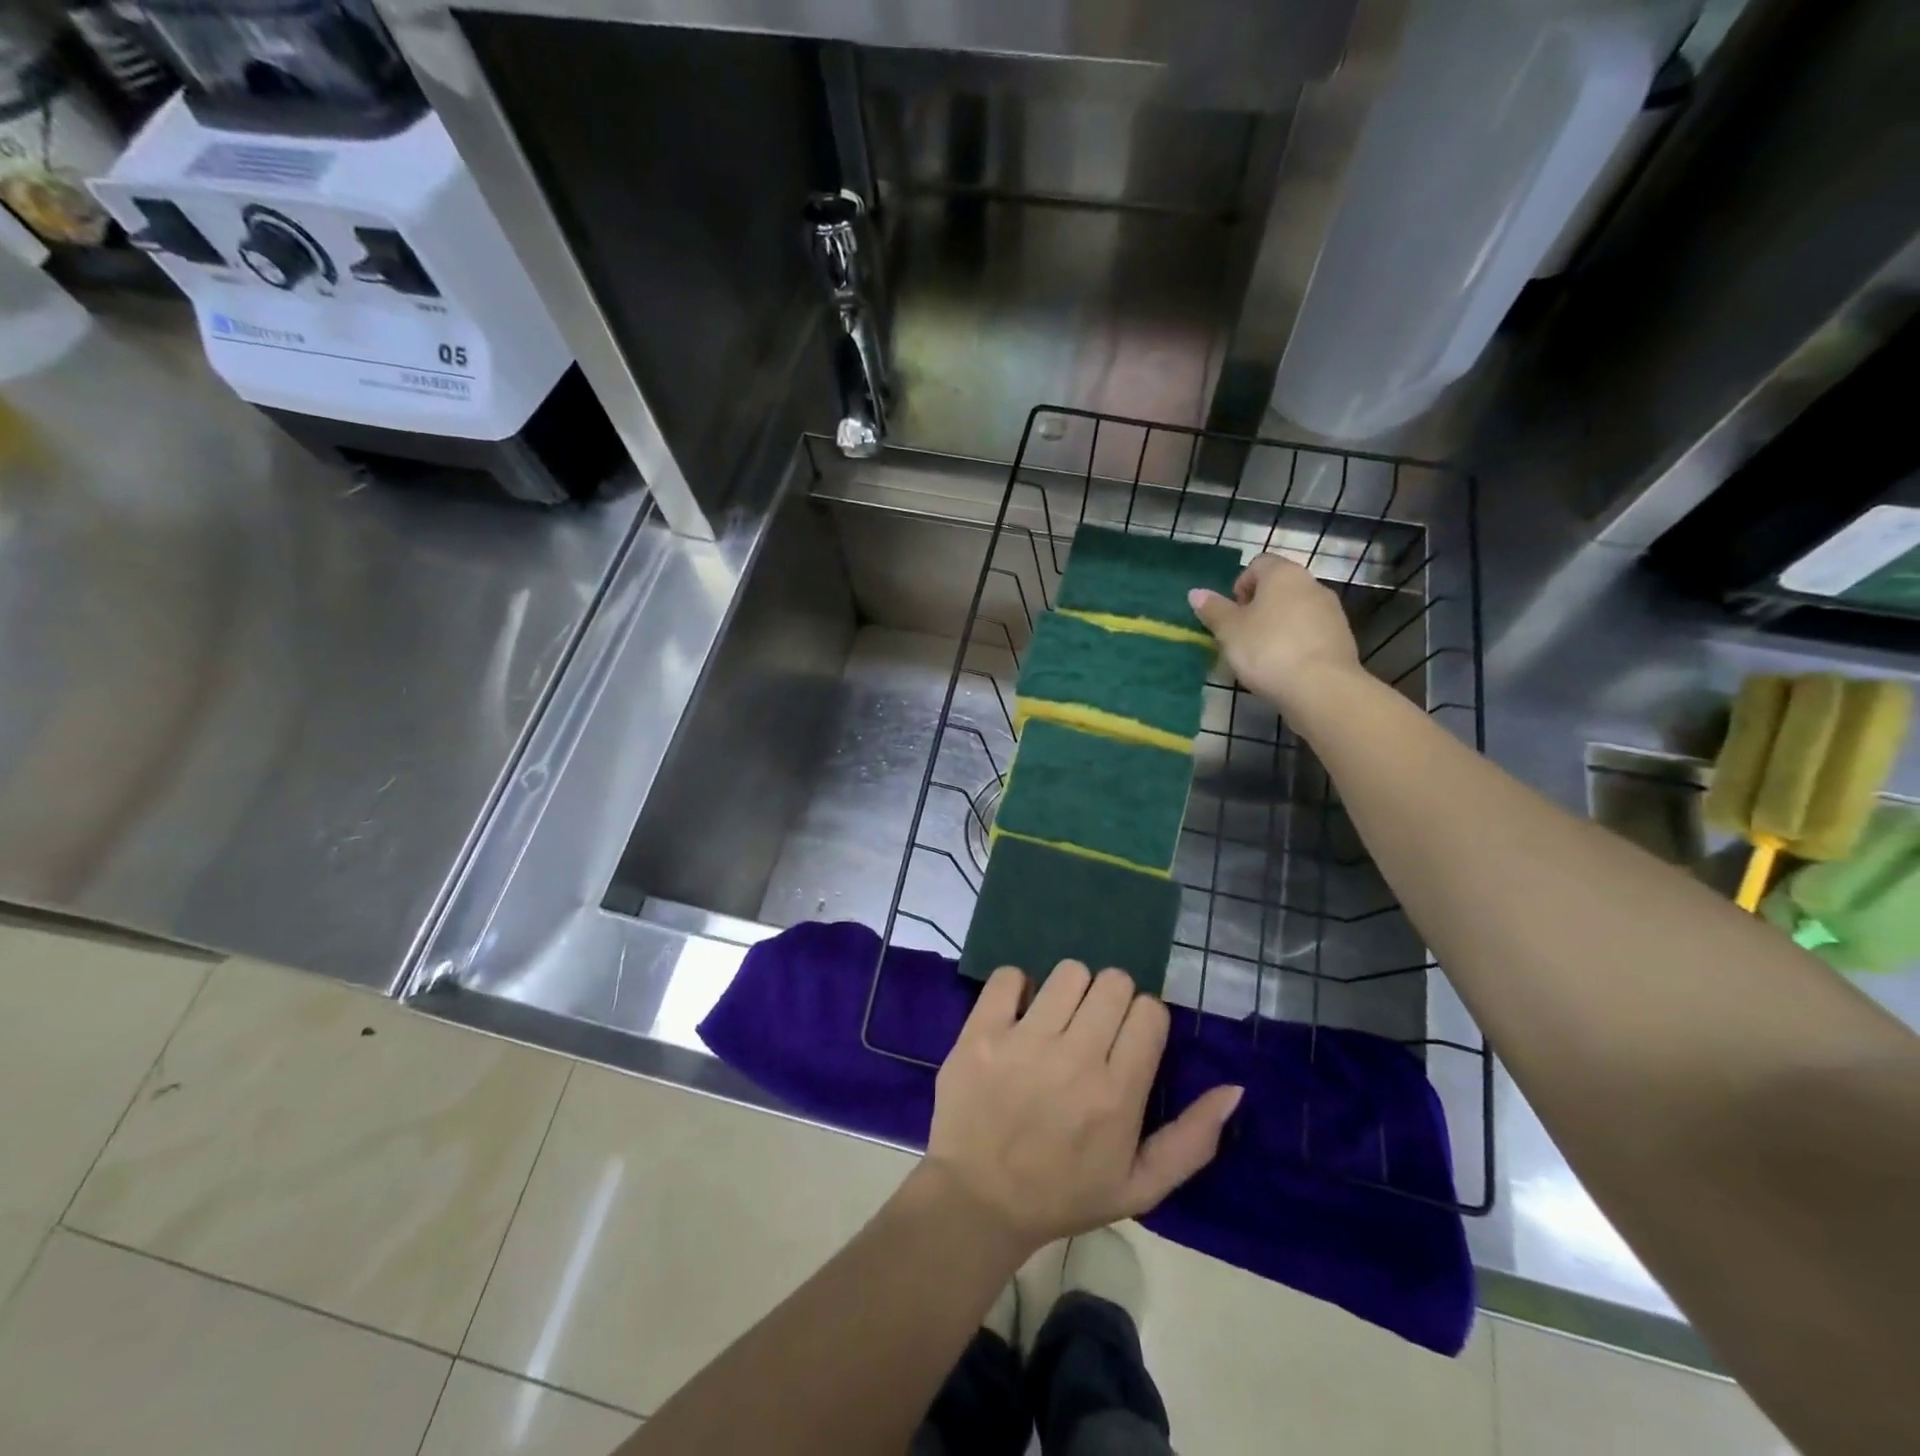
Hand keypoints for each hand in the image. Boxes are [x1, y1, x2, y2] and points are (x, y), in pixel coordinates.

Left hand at [923, 961, 1243, 1252]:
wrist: (978, 1202)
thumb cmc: (1062, 1195)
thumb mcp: (1139, 1187)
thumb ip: (1192, 1140)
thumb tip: (1234, 1089)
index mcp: (1117, 1094)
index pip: (1150, 1011)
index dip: (1144, 1019)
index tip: (1129, 1039)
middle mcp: (1075, 1058)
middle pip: (1114, 982)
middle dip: (1112, 999)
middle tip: (1094, 1029)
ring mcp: (1024, 1041)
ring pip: (1069, 972)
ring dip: (1070, 990)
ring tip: (1058, 1021)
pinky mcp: (981, 1032)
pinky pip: (1008, 976)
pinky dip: (1016, 987)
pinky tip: (1018, 1015)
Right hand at [1189, 555, 1362, 712]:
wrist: (1321, 686)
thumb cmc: (1267, 649)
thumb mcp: (1229, 631)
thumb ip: (1213, 609)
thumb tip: (1195, 593)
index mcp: (1283, 574)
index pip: (1258, 564)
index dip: (1240, 585)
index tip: (1232, 613)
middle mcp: (1311, 584)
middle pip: (1279, 587)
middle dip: (1258, 606)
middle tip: (1242, 634)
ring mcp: (1331, 610)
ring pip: (1296, 609)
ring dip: (1278, 624)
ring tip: (1263, 654)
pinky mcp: (1342, 636)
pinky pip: (1311, 631)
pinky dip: (1296, 641)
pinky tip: (1285, 665)